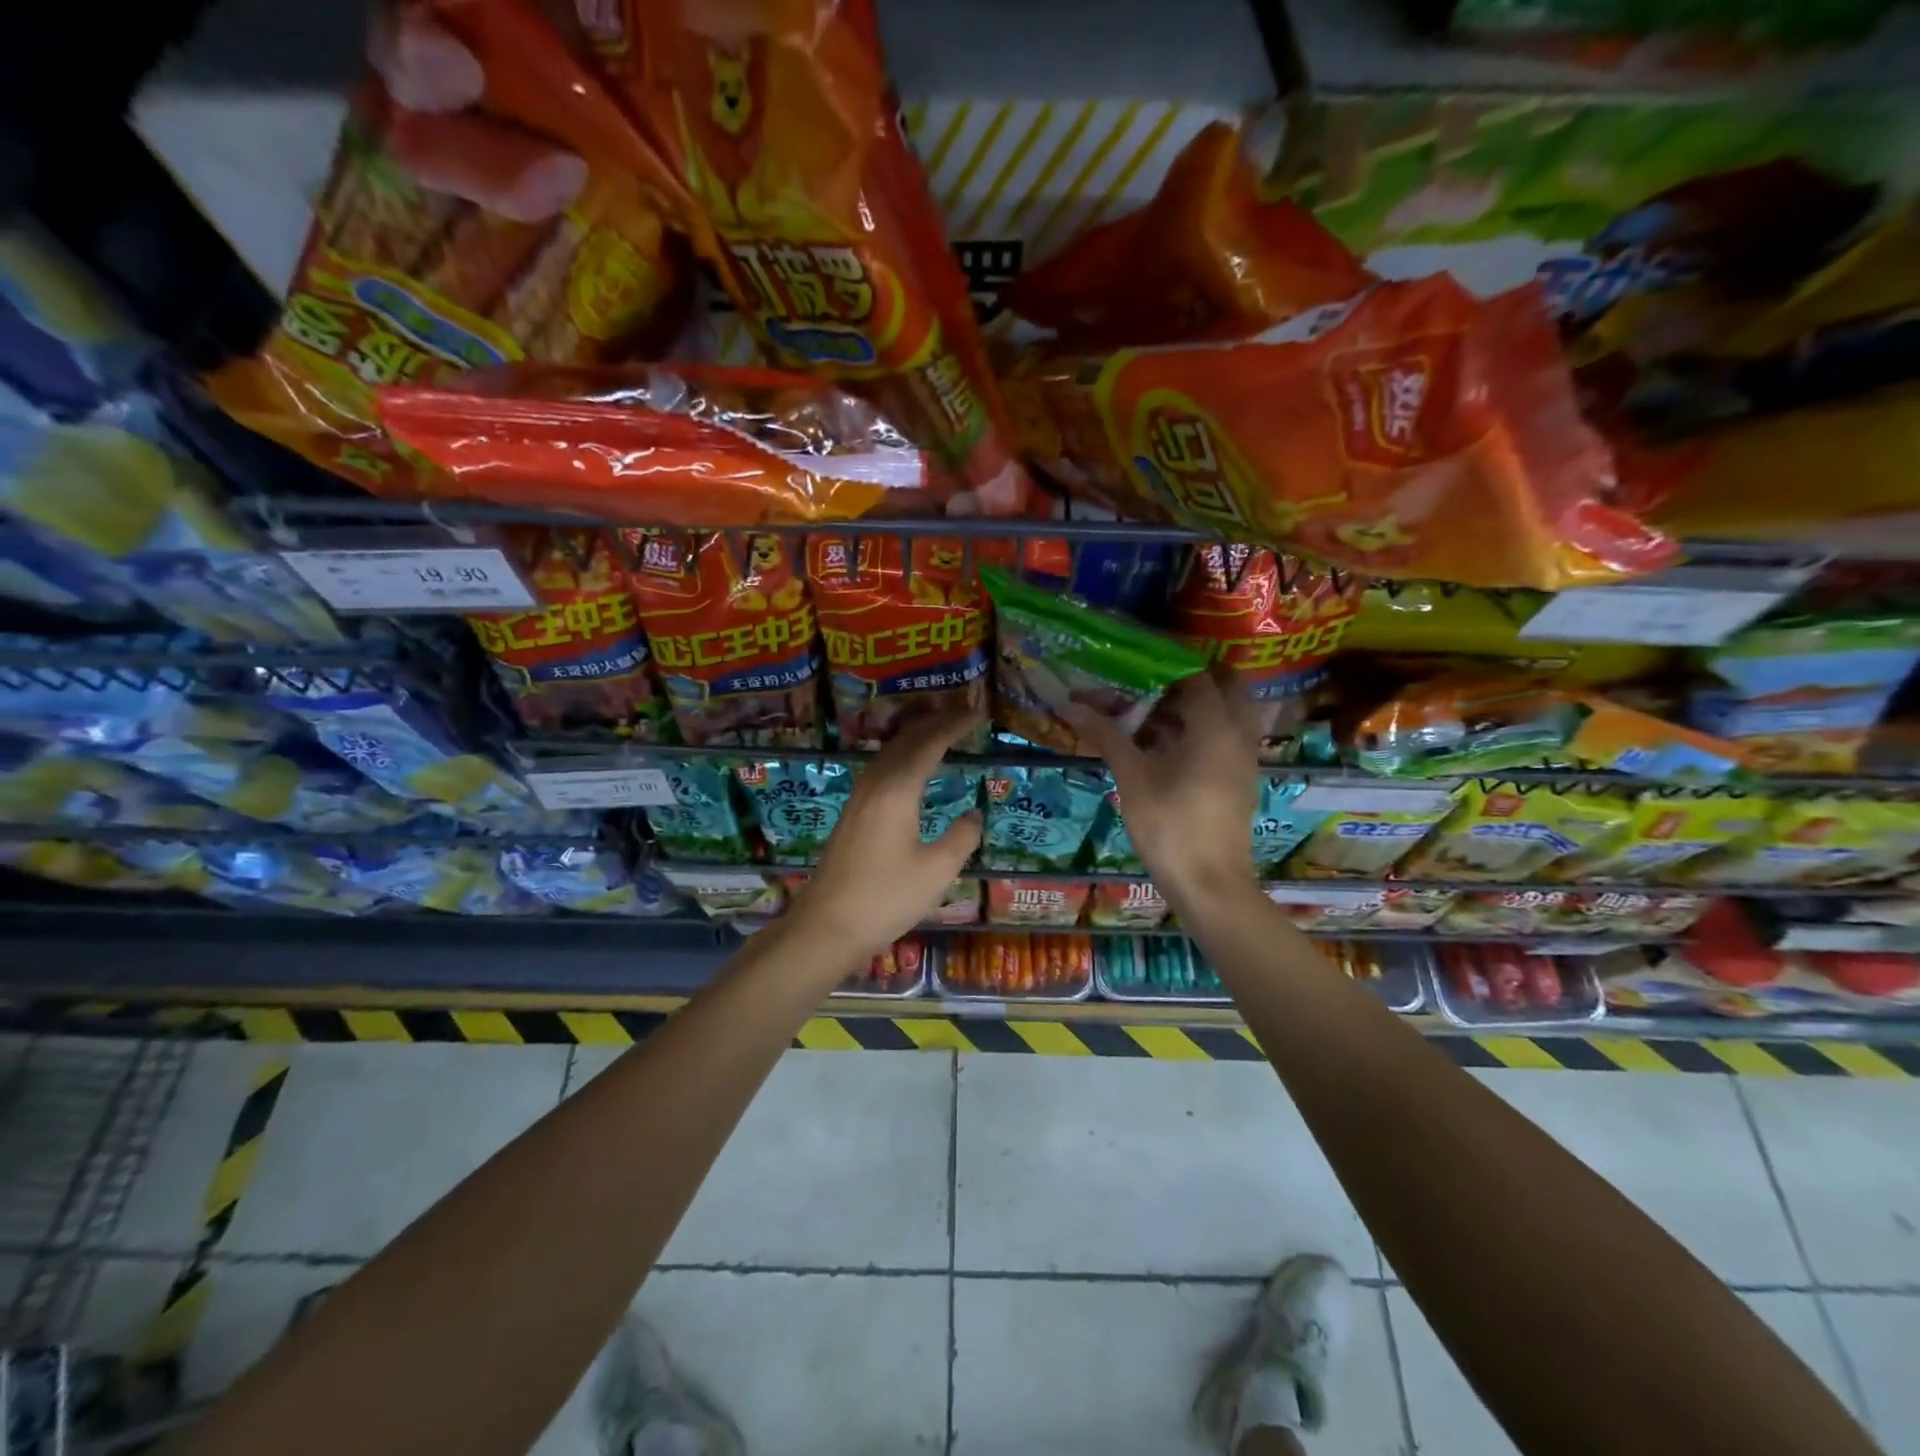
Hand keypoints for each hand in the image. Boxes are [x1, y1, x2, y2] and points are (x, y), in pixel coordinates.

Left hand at [787, 712, 983, 960]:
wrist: (826, 926)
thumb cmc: (885, 899)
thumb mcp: (937, 872)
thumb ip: (961, 838)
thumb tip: (973, 814)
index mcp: (896, 790)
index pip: (928, 744)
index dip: (953, 725)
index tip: (976, 711)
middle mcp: (875, 785)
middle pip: (905, 740)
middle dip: (934, 722)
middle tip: (962, 713)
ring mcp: (858, 798)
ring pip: (889, 753)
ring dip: (915, 737)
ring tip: (940, 730)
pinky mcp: (852, 814)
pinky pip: (881, 769)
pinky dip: (902, 756)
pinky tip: (910, 769)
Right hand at [1065, 666, 1261, 913]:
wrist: (1210, 886)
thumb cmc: (1171, 827)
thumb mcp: (1133, 778)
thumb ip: (1106, 736)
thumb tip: (1071, 705)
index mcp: (1216, 727)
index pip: (1196, 675)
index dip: (1164, 664)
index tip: (1134, 662)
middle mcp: (1238, 734)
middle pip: (1224, 687)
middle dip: (1189, 678)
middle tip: (1150, 682)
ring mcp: (1242, 758)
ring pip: (1225, 713)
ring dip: (1193, 705)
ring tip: (1149, 710)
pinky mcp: (1238, 778)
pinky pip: (1223, 737)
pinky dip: (1198, 729)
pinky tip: (1162, 744)